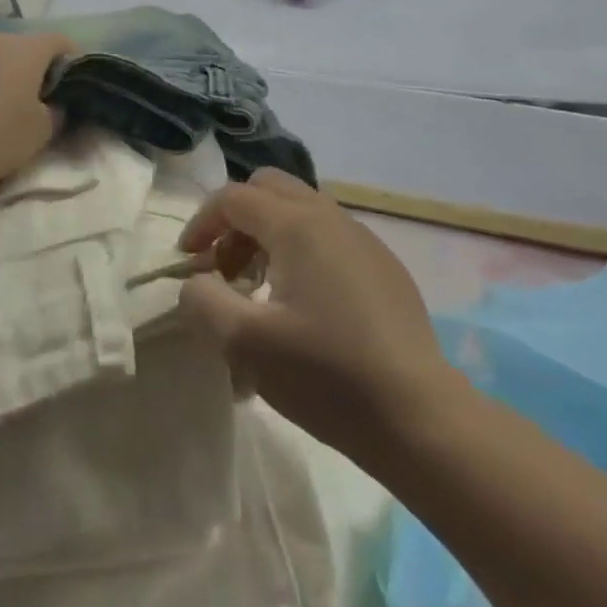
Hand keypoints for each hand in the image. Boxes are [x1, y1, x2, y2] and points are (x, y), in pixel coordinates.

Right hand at [176, 169, 467, 463]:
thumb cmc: (326, 375)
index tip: (188, 263)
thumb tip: (198, 282)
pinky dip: (299, 252)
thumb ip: (203, 301)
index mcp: (297, 226)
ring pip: (301, 212)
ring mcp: (364, 240)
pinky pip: (328, 238)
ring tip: (259, 291)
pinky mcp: (384, 268)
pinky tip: (304, 307)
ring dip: (267, 236)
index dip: (201, 223)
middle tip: (225, 269)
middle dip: (236, 221)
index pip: (233, 197)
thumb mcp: (244, 343)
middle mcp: (332, 218)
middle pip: (269, 189)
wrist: (418, 417)